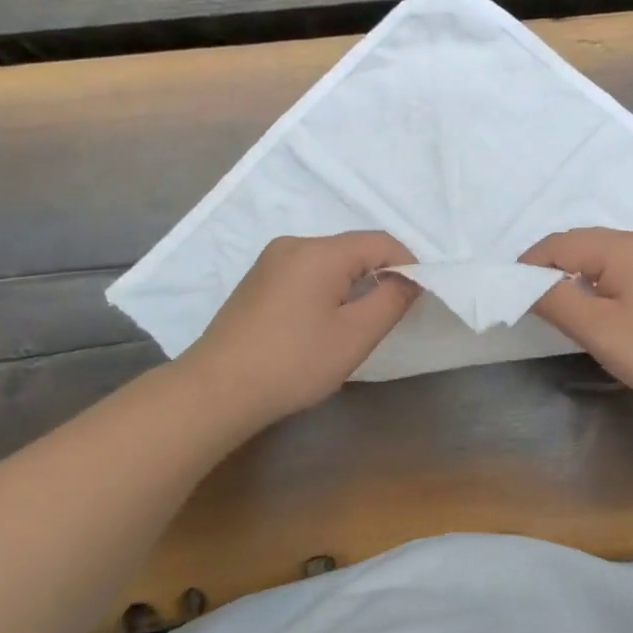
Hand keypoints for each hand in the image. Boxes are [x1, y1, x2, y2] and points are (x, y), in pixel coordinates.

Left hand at [182, 232, 419, 426]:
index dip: (407, 265)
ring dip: (350, 285)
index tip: (416, 299)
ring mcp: (269, 262)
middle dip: (378, 275)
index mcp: (319, 251)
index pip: (379, 242)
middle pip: (351, 249)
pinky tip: (317, 325)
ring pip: (327, 262)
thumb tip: (410, 278)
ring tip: (352, 326)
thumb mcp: (355, 335)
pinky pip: (304, 273)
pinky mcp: (255, 282)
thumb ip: (391, 300)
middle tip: (386, 317)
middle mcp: (293, 245)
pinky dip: (323, 290)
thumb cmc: (294, 362)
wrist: (216, 390)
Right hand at [522, 229, 632, 412]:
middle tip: (530, 302)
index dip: (529, 266)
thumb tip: (523, 284)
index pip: (559, 244)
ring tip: (558, 306)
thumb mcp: (599, 330)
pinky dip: (595, 280)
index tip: (510, 295)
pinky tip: (594, 306)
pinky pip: (617, 266)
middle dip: (549, 268)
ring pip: (598, 255)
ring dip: (572, 275)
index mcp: (622, 247)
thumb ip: (555, 301)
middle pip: (578, 244)